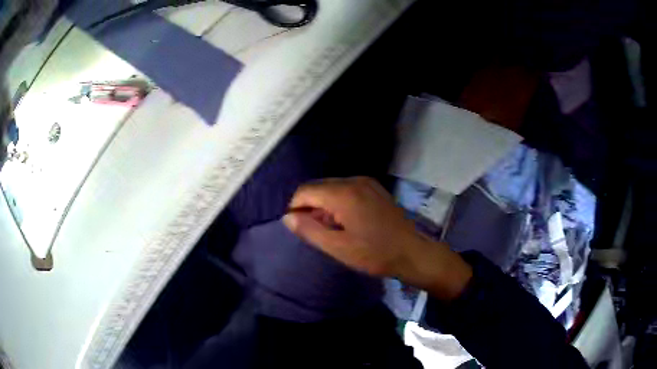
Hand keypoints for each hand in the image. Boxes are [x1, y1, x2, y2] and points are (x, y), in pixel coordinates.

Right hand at [283, 177, 471, 300]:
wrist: (413, 252)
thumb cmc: (375, 254)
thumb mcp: (338, 247)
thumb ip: (309, 230)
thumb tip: (287, 217)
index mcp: (343, 193)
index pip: (305, 191)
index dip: (296, 208)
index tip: (299, 228)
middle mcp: (354, 180)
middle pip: (318, 187)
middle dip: (310, 207)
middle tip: (315, 232)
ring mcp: (367, 183)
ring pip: (332, 188)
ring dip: (324, 206)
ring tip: (330, 230)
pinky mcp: (375, 189)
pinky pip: (346, 190)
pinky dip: (338, 203)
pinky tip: (346, 222)